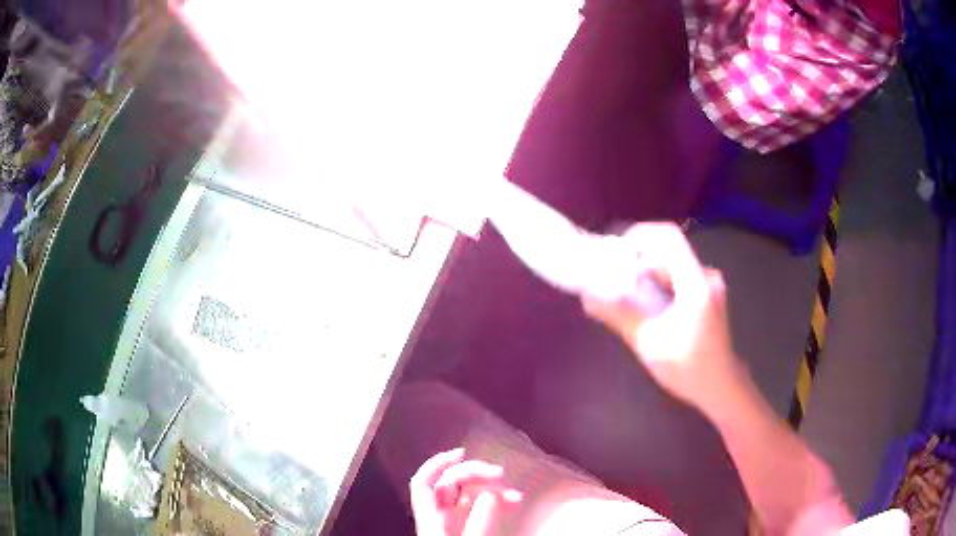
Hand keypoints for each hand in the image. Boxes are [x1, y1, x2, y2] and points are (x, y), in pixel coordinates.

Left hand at [410, 448, 521, 535]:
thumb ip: (479, 519)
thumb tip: (491, 493)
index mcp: (430, 517)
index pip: (423, 482)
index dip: (437, 463)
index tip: (461, 452)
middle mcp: (439, 516)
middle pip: (450, 484)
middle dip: (476, 474)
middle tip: (500, 474)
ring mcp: (453, 522)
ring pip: (469, 495)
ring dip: (492, 490)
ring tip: (515, 495)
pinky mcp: (466, 529)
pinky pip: (480, 509)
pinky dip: (496, 504)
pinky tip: (513, 503)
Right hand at [582, 222, 740, 409]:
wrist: (720, 386)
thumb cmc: (688, 368)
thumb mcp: (649, 343)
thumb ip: (619, 316)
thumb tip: (588, 297)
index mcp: (696, 284)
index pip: (669, 237)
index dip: (640, 235)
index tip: (616, 252)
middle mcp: (705, 275)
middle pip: (667, 250)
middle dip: (638, 258)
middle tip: (614, 276)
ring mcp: (708, 284)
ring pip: (672, 263)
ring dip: (648, 272)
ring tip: (626, 292)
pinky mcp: (707, 293)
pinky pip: (678, 276)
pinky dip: (659, 282)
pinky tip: (647, 303)